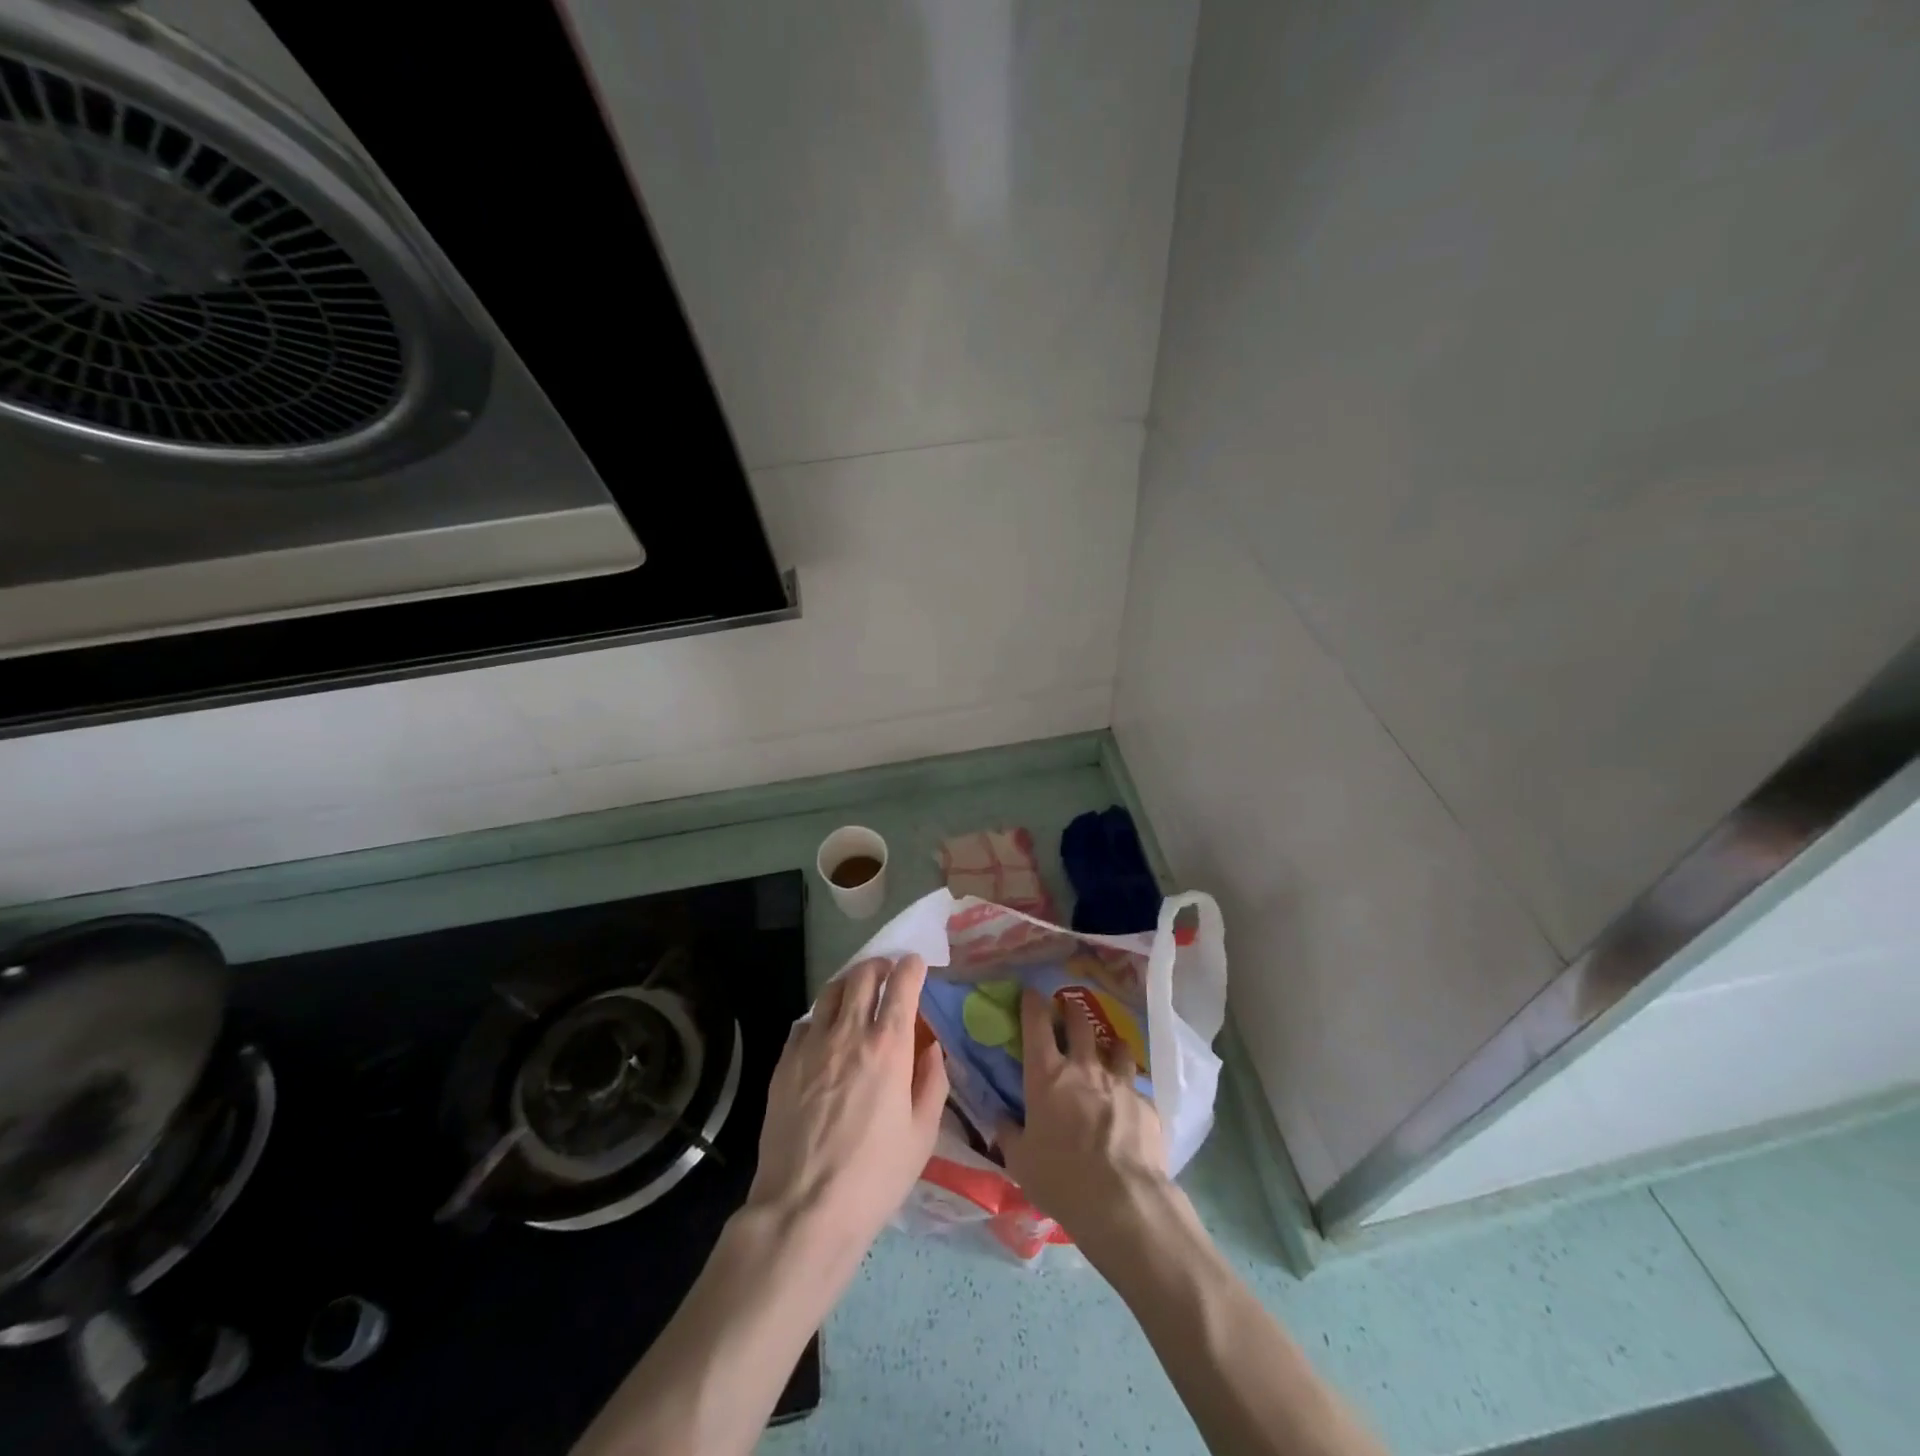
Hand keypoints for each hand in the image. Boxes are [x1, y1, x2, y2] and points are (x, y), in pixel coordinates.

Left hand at [745, 954, 948, 1259]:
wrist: (803, 1209)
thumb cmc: (874, 1176)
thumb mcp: (922, 1134)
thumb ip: (932, 1081)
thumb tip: (932, 1047)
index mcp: (888, 1046)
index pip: (902, 984)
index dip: (912, 966)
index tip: (917, 965)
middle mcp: (849, 1033)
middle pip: (863, 975)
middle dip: (880, 966)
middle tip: (888, 974)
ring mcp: (812, 1045)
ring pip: (831, 991)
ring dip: (850, 983)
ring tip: (858, 993)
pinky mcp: (784, 1063)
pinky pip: (805, 1022)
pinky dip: (822, 1017)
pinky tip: (826, 1034)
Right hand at [997, 987, 1172, 1258]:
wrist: (1122, 1201)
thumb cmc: (1060, 1179)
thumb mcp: (1021, 1162)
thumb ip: (1010, 1134)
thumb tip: (1001, 1120)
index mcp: (1047, 1076)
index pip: (1036, 1025)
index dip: (1033, 1004)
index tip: (1032, 993)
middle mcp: (1084, 1068)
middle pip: (1080, 1024)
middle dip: (1073, 1010)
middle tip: (1070, 1005)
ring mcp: (1119, 1083)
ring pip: (1117, 1047)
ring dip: (1110, 1044)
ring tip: (1109, 1048)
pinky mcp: (1147, 1105)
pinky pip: (1138, 1088)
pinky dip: (1131, 1090)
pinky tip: (1131, 1105)